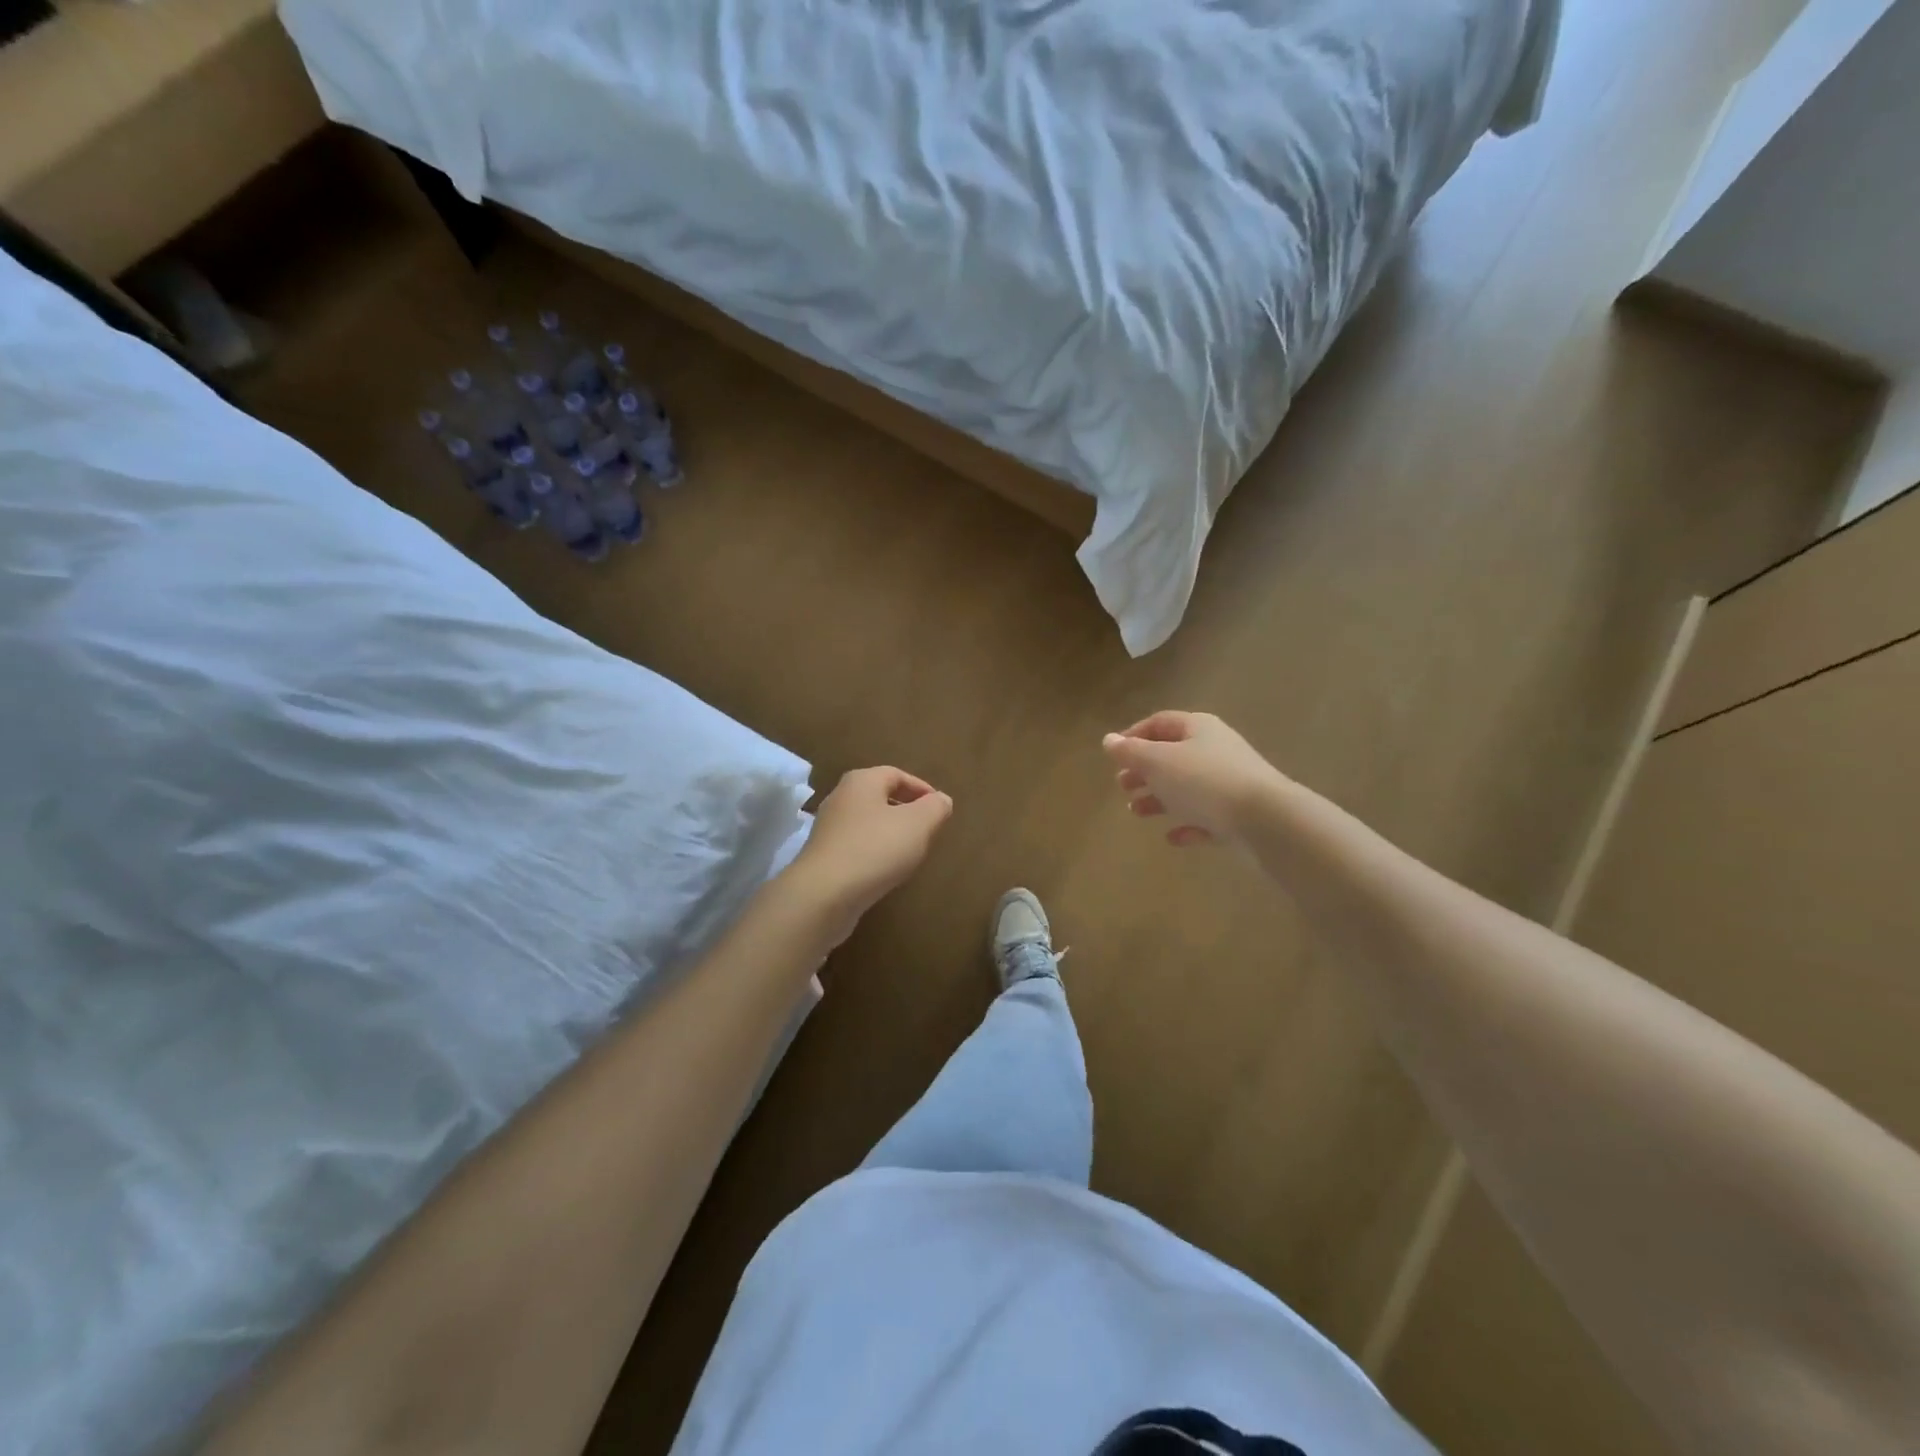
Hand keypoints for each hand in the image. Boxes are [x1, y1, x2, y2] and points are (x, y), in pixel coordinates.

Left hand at [788, 766, 952, 933]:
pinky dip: (874, 851)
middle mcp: (840, 798)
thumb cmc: (875, 849)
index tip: (940, 808)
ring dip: (890, 832)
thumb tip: (941, 800)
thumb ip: (935, 808)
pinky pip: (856, 845)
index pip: (897, 774)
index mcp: (861, 781)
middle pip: (880, 796)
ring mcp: (828, 828)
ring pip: (867, 822)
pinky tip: (885, 869)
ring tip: (910, 851)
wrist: (823, 895)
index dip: (922, 788)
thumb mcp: (918, 824)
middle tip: (928, 828)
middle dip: (906, 810)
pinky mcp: (823, 856)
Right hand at [1103, 711, 1285, 846]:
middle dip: (1143, 770)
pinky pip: (1206, 818)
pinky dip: (1187, 825)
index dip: (1134, 735)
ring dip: (1159, 799)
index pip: (1160, 722)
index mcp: (1198, 729)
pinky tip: (1173, 837)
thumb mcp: (1158, 762)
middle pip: (1172, 755)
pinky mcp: (1238, 816)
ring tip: (1137, 812)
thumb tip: (1108, 740)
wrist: (1265, 820)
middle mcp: (1215, 750)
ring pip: (1186, 788)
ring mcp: (1229, 784)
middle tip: (1122, 785)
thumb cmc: (1204, 781)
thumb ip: (1131, 752)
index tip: (1113, 755)